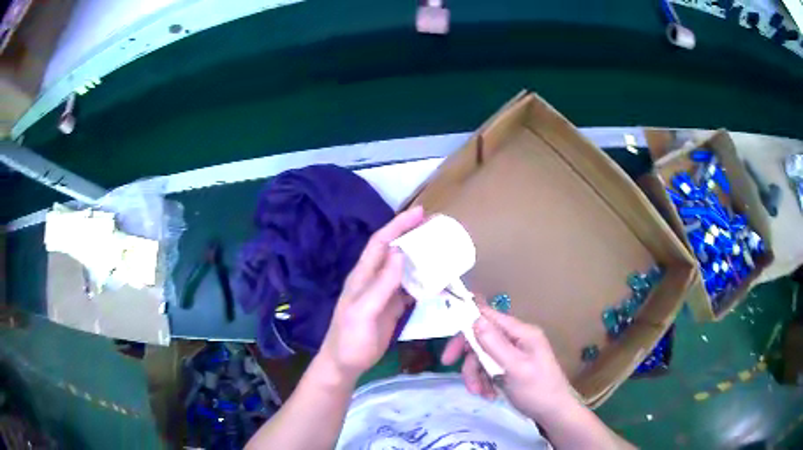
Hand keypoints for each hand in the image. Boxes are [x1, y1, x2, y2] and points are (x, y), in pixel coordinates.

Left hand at [318, 206, 424, 383]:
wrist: (345, 363)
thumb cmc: (350, 339)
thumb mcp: (363, 312)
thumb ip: (381, 285)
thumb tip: (399, 253)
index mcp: (363, 275)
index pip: (381, 242)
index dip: (398, 225)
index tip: (420, 212)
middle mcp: (373, 279)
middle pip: (394, 250)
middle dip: (413, 236)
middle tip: (437, 227)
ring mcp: (384, 293)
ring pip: (404, 268)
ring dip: (421, 257)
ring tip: (442, 249)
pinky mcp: (392, 307)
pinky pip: (410, 288)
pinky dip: (423, 282)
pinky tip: (437, 280)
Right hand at [442, 303, 576, 418]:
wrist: (553, 412)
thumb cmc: (537, 390)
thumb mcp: (515, 368)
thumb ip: (495, 344)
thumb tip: (475, 319)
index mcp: (522, 332)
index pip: (489, 317)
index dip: (467, 326)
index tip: (450, 348)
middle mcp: (517, 339)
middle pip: (482, 339)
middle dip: (470, 359)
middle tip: (452, 370)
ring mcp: (514, 353)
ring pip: (483, 356)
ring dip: (476, 374)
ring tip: (479, 393)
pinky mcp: (511, 367)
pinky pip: (489, 368)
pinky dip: (484, 381)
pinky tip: (488, 395)